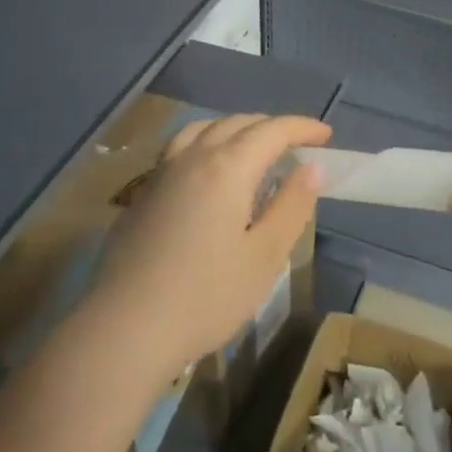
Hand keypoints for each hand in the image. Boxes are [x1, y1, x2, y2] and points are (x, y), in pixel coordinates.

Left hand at [86, 113, 330, 379]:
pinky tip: (207, 171)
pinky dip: (205, 143)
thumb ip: (291, 207)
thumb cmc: (206, 296)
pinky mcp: (142, 194)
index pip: (272, 131)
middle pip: (236, 124)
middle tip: (296, 144)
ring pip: (202, 130)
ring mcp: (161, 173)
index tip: (326, 135)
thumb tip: (312, 168)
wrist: (125, 327)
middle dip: (271, 127)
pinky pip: (179, 148)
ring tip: (252, 147)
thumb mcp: (264, 257)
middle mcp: (192, 158)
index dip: (302, 128)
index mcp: (227, 168)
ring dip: (234, 129)